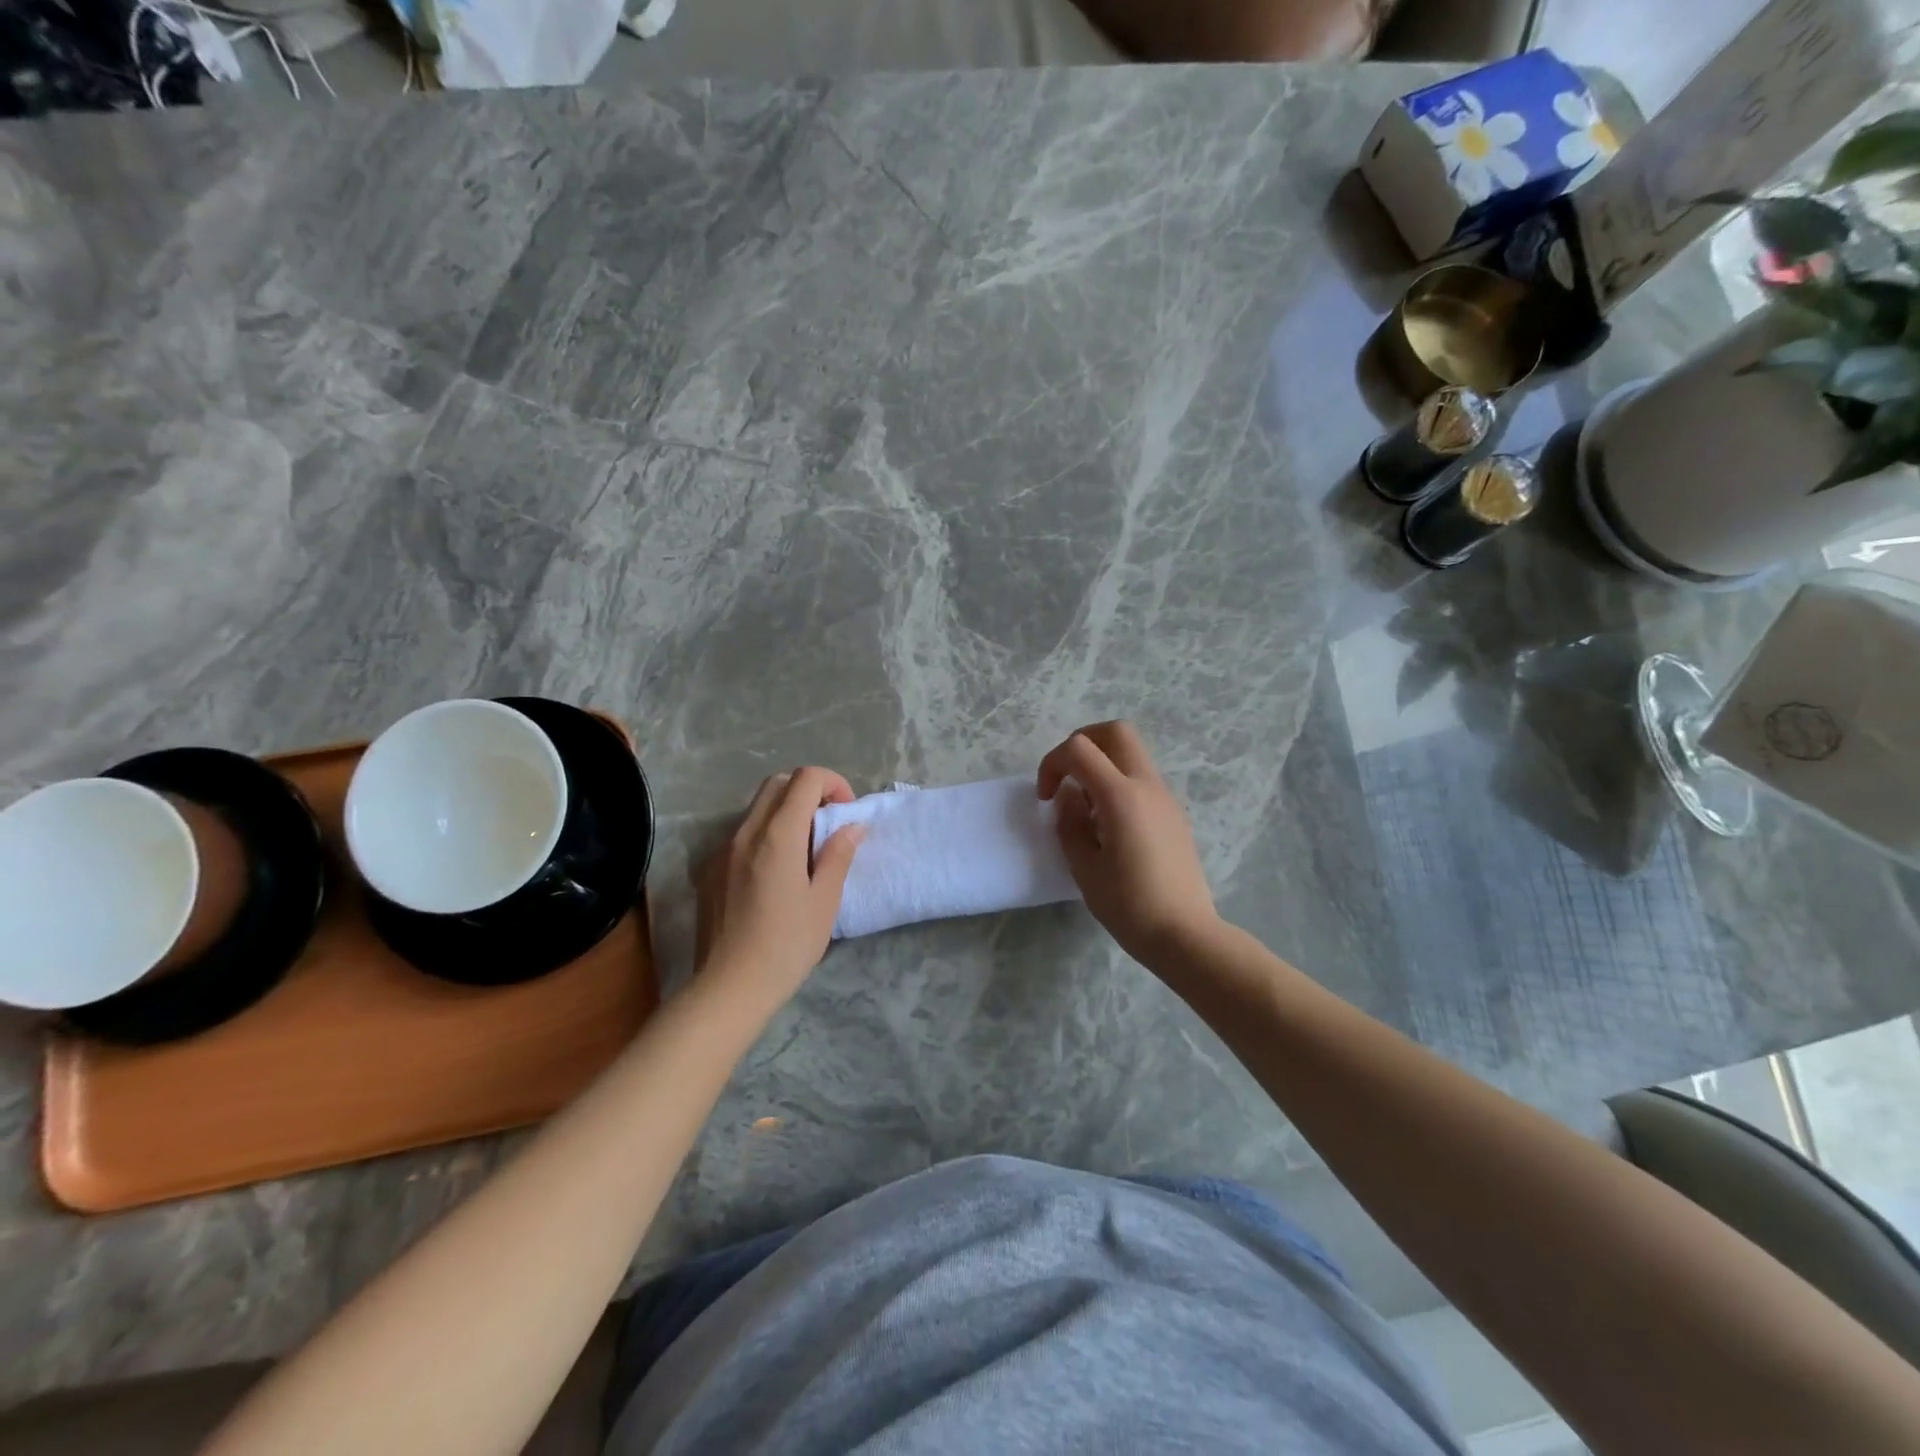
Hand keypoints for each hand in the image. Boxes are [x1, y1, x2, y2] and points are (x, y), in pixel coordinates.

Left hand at [693, 768, 864, 1010]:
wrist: (728, 988)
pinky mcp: (709, 870)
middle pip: (777, 784)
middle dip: (808, 791)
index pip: (805, 778)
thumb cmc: (786, 946)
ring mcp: (722, 850)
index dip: (832, 783)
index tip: (846, 813)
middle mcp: (745, 832)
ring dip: (786, 812)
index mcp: (778, 836)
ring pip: (757, 808)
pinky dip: (765, 834)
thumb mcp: (824, 902)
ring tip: (805, 850)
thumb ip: (838, 856)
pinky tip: (775, 874)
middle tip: (828, 823)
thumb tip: (851, 826)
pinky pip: (741, 834)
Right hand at [1037, 721, 1218, 966]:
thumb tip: (1070, 797)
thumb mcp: (1084, 867)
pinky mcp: (1173, 816)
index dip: (1052, 763)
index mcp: (1121, 796)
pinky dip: (1118, 784)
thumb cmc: (1129, 905)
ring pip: (1132, 754)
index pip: (1079, 749)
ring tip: (1086, 809)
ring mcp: (1165, 799)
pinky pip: (1142, 780)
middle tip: (1066, 776)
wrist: (1185, 935)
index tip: (1046, 797)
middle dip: (1082, 743)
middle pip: (1116, 732)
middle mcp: (1147, 786)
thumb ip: (1070, 823)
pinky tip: (1109, 826)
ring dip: (1102, 765)